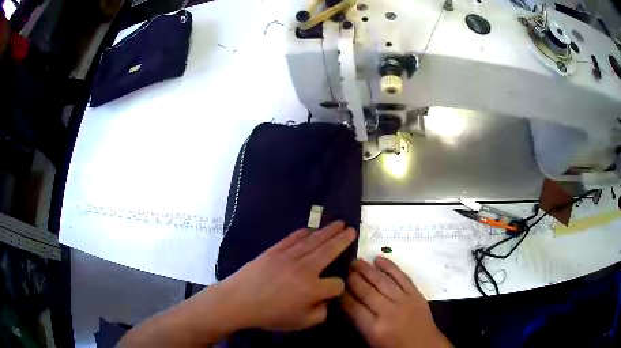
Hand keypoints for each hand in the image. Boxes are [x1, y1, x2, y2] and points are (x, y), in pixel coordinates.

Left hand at [217, 220, 355, 330]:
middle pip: (329, 250)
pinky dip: (303, 233)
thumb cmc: (269, 315)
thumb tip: (326, 301)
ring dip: (327, 231)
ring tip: (339, 223)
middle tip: (352, 229)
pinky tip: (310, 229)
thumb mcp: (300, 323)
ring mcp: (289, 256)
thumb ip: (320, 314)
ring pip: (313, 240)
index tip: (333, 291)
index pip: (336, 284)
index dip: (338, 288)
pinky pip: (292, 239)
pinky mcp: (274, 251)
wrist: (238, 301)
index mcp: (313, 289)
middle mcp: (305, 268)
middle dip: (343, 240)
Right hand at [342, 256, 450, 347]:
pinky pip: (402, 276)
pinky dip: (390, 266)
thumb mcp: (371, 340)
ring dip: (368, 269)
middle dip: (353, 279)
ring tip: (357, 261)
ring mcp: (404, 301)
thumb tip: (346, 301)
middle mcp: (388, 312)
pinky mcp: (415, 294)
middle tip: (344, 269)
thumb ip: (358, 321)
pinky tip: (378, 259)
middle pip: (366, 291)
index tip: (336, 285)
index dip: (343, 294)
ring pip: (382, 281)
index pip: (353, 307)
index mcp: (374, 328)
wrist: (423, 345)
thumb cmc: (393, 346)